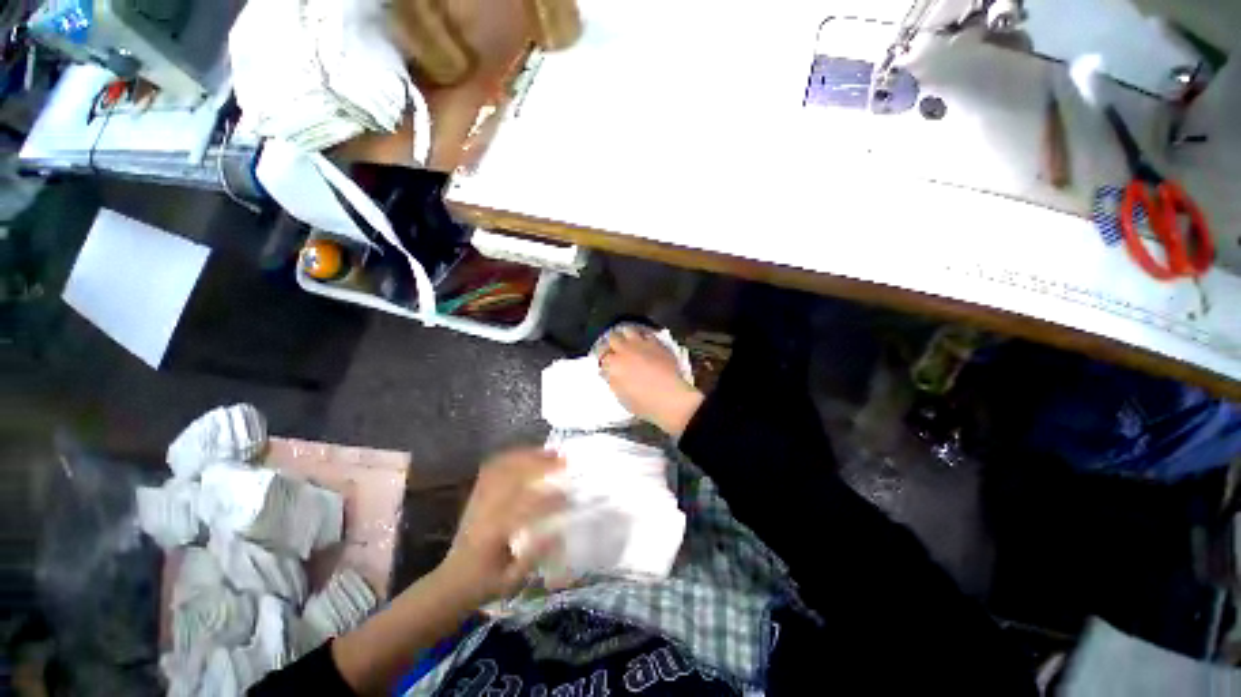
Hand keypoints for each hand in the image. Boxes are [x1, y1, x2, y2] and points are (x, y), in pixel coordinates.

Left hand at [439, 448, 564, 606]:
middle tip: (564, 462)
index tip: (568, 497)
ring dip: (529, 457)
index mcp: (492, 534)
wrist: (452, 581)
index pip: (523, 509)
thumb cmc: (485, 583)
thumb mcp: (512, 581)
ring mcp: (479, 498)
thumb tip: (559, 532)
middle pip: (513, 478)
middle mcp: (484, 510)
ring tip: (550, 453)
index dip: (547, 500)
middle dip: (540, 467)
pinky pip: (493, 467)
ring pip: (503, 467)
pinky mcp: (477, 493)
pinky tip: (529, 454)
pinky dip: (513, 456)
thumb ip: (534, 557)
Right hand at [600, 326, 704, 437]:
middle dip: (612, 343)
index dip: (603, 359)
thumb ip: (613, 381)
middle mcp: (625, 350)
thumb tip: (609, 373)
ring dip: (626, 336)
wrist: (671, 397)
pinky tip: (645, 343)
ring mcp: (642, 344)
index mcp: (614, 365)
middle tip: (615, 350)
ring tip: (628, 342)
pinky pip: (647, 334)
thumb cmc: (644, 403)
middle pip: (613, 338)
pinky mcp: (657, 343)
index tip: (605, 363)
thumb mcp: (621, 397)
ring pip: (628, 330)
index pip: (602, 356)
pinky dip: (643, 337)